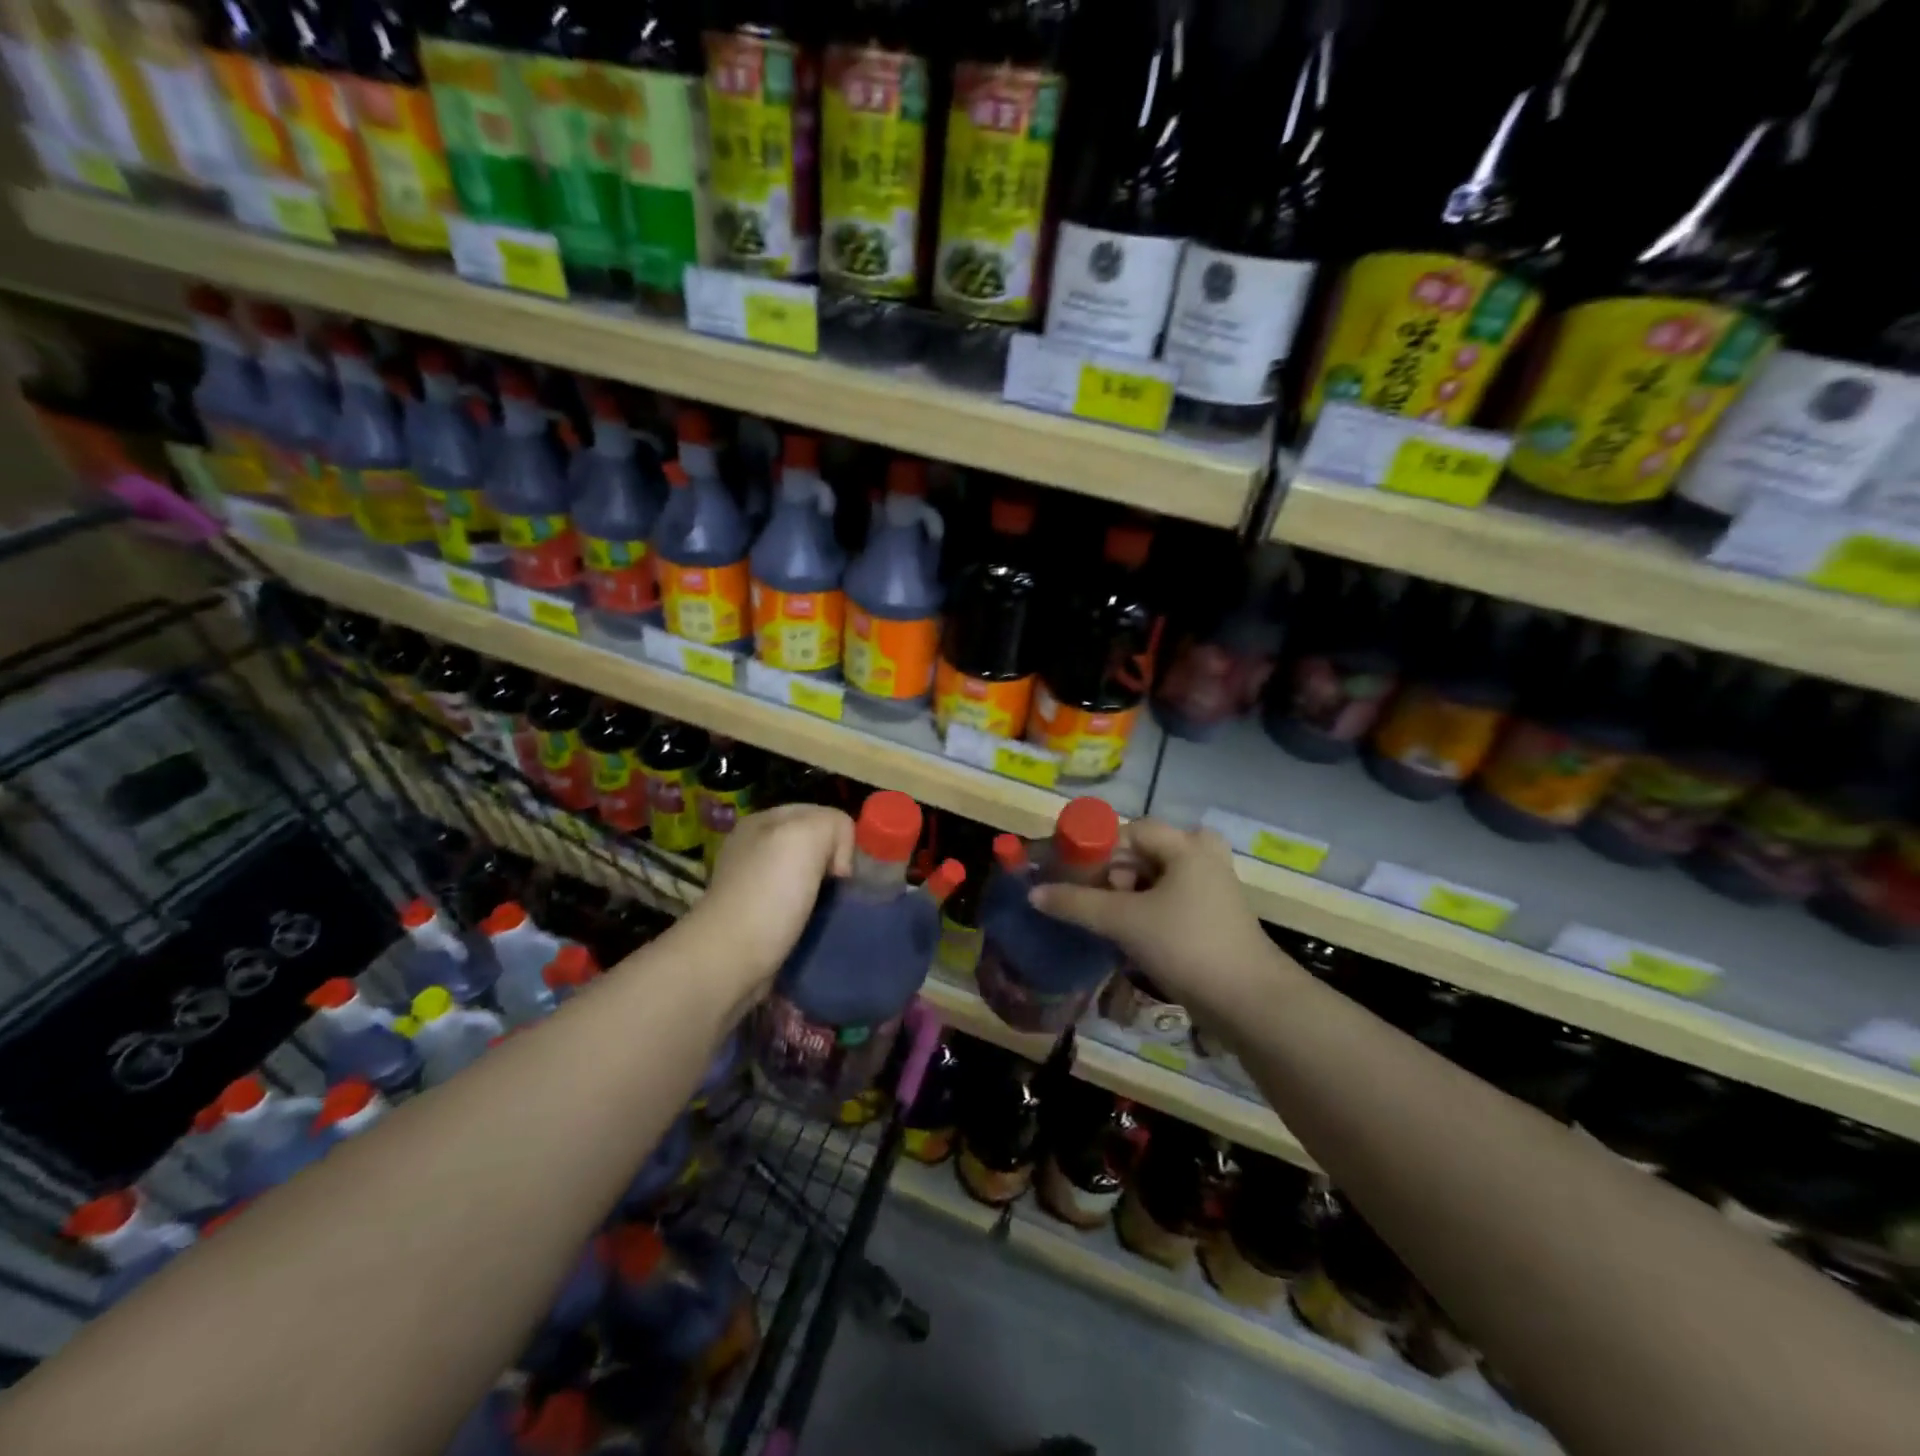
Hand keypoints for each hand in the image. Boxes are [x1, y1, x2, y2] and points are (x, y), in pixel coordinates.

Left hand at [688, 805, 854, 995]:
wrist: (728, 962)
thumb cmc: (768, 895)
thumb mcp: (806, 836)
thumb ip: (833, 824)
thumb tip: (839, 861)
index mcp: (762, 822)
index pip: (819, 814)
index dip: (839, 836)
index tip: (841, 869)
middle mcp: (755, 849)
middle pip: (814, 846)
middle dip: (834, 865)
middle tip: (841, 891)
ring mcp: (754, 885)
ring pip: (809, 878)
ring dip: (826, 893)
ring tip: (833, 912)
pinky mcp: (758, 920)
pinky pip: (798, 907)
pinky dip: (812, 916)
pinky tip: (816, 928)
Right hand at [1029, 818, 1280, 1022]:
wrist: (1250, 1002)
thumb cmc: (1186, 946)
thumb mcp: (1124, 921)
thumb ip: (1076, 903)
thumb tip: (1034, 893)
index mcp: (1186, 846)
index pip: (1128, 830)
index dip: (1096, 848)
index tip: (1070, 873)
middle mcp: (1202, 857)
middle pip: (1143, 852)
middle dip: (1113, 873)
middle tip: (1095, 898)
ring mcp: (1212, 887)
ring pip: (1156, 878)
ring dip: (1128, 895)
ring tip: (1110, 921)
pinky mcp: (1214, 916)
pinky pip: (1170, 899)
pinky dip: (1147, 910)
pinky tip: (1131, 936)